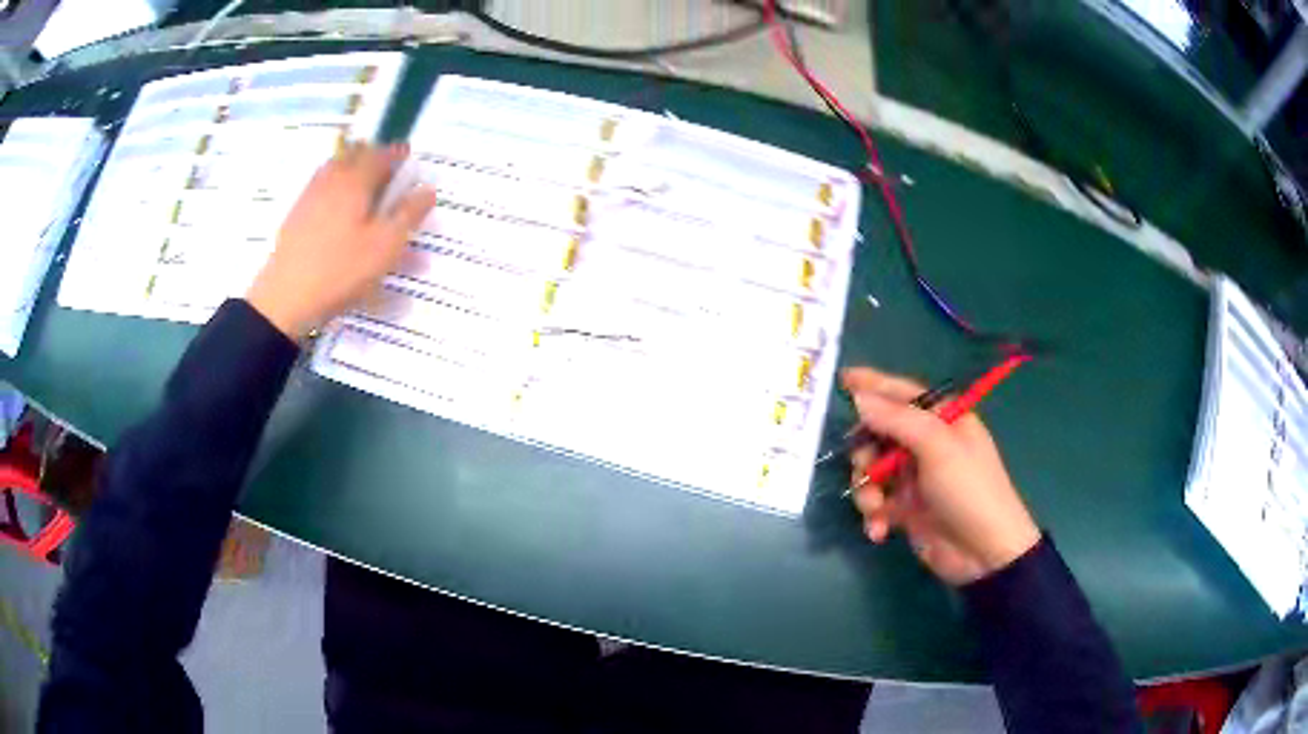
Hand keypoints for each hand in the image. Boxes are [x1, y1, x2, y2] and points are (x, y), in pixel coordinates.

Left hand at [245, 141, 436, 339]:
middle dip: (373, 157)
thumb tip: (428, 189)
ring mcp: (309, 196)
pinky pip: (321, 189)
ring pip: (334, 170)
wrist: (285, 299)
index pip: (381, 154)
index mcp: (355, 180)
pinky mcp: (296, 216)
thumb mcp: (385, 246)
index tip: (409, 156)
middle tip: (387, 171)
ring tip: (364, 188)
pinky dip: (334, 189)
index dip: (398, 153)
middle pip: (354, 155)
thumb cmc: (340, 270)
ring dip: (352, 171)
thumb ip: (408, 214)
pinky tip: (338, 211)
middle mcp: (331, 179)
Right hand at [841, 367, 1040, 585]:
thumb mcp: (937, 446)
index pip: (901, 393)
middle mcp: (927, 443)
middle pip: (879, 434)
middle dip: (865, 453)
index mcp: (941, 419)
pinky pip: (876, 501)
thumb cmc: (968, 489)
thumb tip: (858, 397)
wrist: (984, 553)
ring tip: (874, 509)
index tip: (841, 379)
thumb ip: (896, 419)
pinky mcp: (906, 509)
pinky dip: (873, 515)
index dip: (872, 385)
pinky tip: (879, 530)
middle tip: (866, 468)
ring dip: (867, 490)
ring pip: (872, 470)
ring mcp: (915, 477)